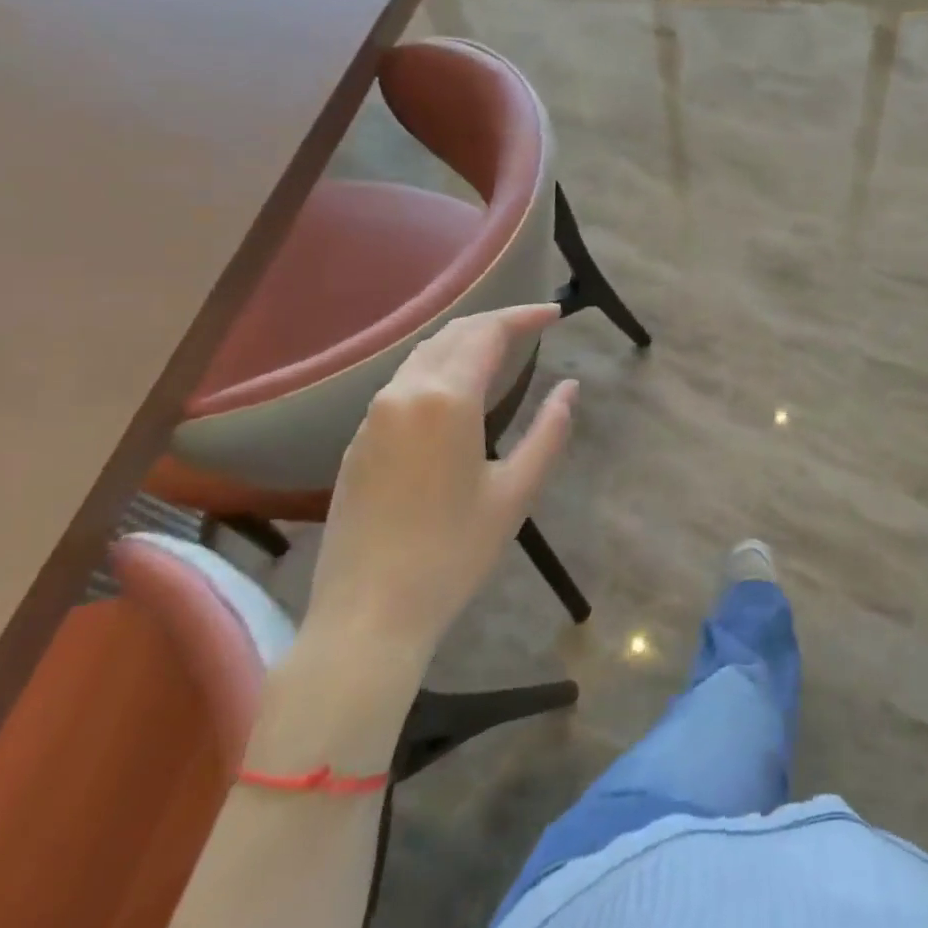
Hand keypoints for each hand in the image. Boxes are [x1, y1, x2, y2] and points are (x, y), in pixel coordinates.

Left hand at [304, 304, 577, 676]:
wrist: (368, 614)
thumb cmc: (453, 553)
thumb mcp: (517, 491)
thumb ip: (549, 430)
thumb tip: (570, 387)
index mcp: (446, 400)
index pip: (488, 333)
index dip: (524, 316)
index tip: (555, 312)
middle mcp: (403, 392)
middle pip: (453, 334)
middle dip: (495, 321)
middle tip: (533, 325)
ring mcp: (373, 415)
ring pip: (423, 354)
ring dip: (464, 341)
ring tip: (500, 349)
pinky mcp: (357, 440)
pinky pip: (402, 382)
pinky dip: (437, 367)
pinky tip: (455, 389)